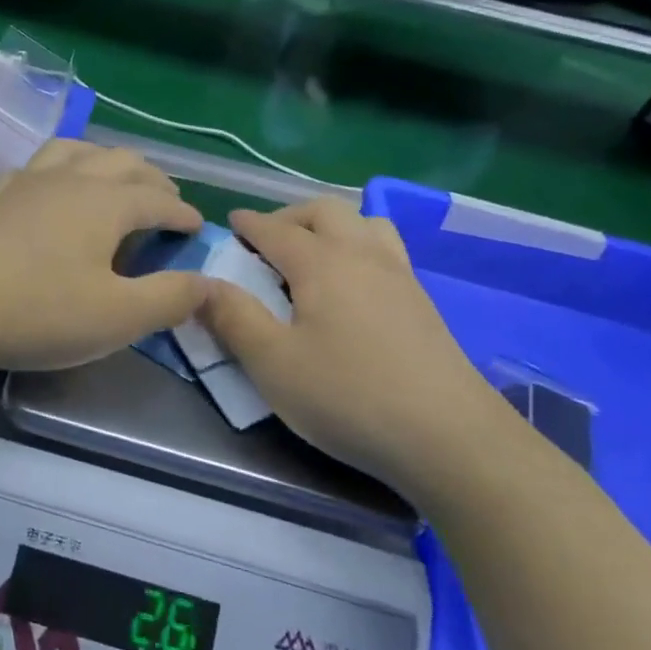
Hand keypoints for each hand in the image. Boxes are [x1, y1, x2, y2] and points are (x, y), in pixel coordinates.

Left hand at [0, 140, 208, 374]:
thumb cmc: (36, 311)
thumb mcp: (116, 317)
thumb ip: (169, 298)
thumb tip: (210, 282)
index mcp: (106, 202)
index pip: (159, 198)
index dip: (183, 213)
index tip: (198, 229)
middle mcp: (69, 179)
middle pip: (122, 162)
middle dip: (152, 179)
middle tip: (166, 202)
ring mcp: (26, 184)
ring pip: (76, 152)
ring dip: (104, 160)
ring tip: (113, 178)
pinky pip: (34, 167)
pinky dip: (57, 170)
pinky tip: (47, 188)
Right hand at [198, 197, 520, 506]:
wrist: (449, 438)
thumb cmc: (349, 396)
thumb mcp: (273, 364)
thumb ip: (233, 318)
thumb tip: (202, 285)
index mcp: (322, 263)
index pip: (276, 229)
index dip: (249, 224)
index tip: (230, 223)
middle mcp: (363, 255)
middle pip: (325, 212)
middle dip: (290, 217)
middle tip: (266, 241)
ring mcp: (400, 276)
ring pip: (365, 223)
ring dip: (332, 225)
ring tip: (312, 255)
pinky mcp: (423, 303)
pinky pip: (386, 249)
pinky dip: (360, 246)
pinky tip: (353, 286)